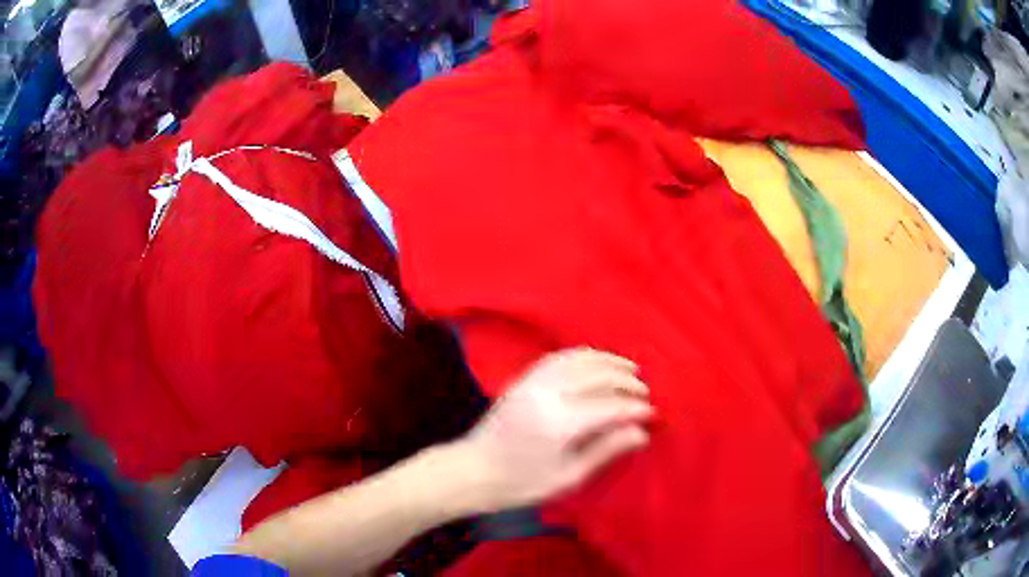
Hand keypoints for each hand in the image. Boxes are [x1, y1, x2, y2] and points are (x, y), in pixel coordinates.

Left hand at [449, 348, 652, 513]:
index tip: (653, 415)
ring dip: (608, 360)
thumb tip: (641, 432)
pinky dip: (583, 354)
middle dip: (626, 381)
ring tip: (629, 368)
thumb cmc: (523, 482)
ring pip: (579, 359)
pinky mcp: (524, 378)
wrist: (474, 470)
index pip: (611, 406)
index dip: (636, 409)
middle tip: (644, 392)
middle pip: (598, 375)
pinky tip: (596, 360)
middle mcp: (549, 393)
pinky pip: (559, 356)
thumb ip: (606, 450)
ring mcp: (533, 381)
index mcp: (561, 422)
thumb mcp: (569, 476)